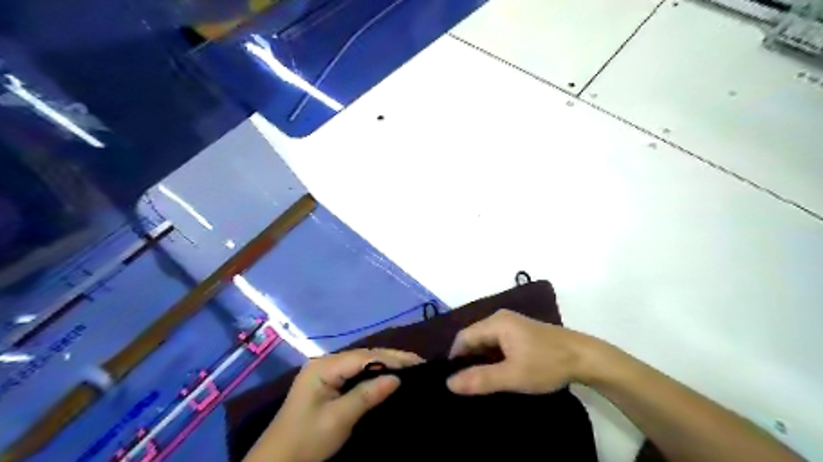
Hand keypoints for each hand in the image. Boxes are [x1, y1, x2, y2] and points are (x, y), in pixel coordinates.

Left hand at [254, 351, 423, 461]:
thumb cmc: (306, 441)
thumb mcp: (338, 419)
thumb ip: (367, 395)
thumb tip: (397, 379)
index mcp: (324, 366)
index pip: (364, 356)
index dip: (391, 358)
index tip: (417, 363)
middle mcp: (325, 362)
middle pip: (364, 355)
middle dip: (391, 358)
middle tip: (418, 363)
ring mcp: (325, 371)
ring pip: (361, 362)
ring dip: (384, 364)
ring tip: (409, 367)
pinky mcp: (327, 382)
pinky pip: (355, 372)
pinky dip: (373, 373)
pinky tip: (387, 376)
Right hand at [448, 311, 602, 392]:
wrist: (584, 357)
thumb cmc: (547, 364)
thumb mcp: (513, 375)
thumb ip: (481, 379)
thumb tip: (449, 383)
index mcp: (496, 323)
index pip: (463, 337)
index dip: (454, 357)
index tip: (452, 379)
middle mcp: (500, 318)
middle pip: (473, 337)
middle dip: (467, 359)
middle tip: (464, 383)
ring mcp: (511, 324)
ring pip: (485, 341)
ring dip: (480, 359)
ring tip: (477, 380)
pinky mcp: (520, 331)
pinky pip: (497, 342)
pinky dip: (492, 356)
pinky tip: (495, 371)